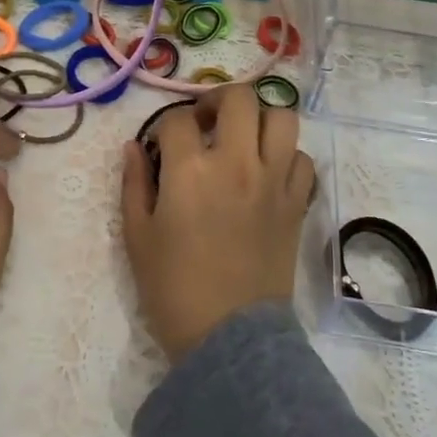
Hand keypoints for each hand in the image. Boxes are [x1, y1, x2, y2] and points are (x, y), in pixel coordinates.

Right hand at [120, 84, 315, 362]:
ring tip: (244, 140)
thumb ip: (134, 183)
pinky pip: (303, 160)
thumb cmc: (173, 288)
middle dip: (217, 101)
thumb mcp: (137, 236)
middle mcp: (237, 163)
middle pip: (240, 98)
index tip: (161, 147)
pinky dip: (287, 157)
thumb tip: (133, 147)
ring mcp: (274, 181)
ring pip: (282, 118)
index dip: (164, 127)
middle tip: (206, 124)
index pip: (178, 120)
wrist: (229, 337)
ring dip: (260, 120)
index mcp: (191, 170)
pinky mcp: (297, 203)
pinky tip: (269, 173)